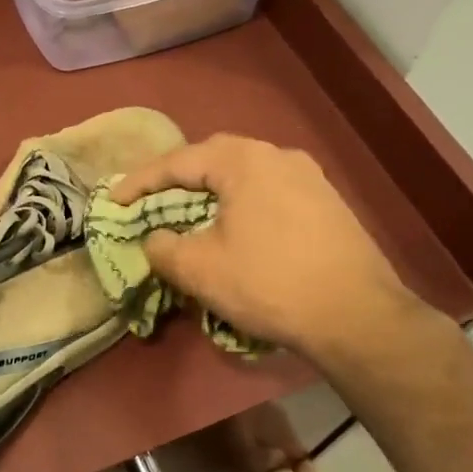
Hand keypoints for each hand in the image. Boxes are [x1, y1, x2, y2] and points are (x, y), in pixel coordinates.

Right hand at [109, 135, 421, 364]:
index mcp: (244, 160)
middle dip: (178, 179)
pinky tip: (238, 229)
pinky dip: (242, 204)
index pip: (178, 162)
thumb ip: (163, 247)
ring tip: (191, 213)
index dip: (141, 182)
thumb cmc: (269, 283)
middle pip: (214, 158)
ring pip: (246, 175)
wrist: (358, 316)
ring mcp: (310, 177)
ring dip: (212, 191)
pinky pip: (270, 192)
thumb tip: (155, 239)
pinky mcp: (329, 203)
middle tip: (152, 200)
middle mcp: (279, 155)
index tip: (114, 200)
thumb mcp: (199, 269)